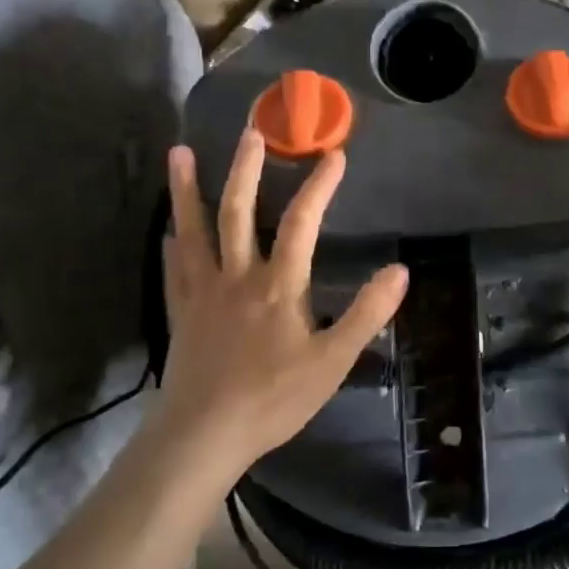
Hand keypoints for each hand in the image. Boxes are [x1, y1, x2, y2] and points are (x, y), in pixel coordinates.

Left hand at [151, 129, 408, 481]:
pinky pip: (174, 269)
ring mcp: (203, 293)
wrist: (202, 436)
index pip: (303, 223)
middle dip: (246, 170)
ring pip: (194, 231)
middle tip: (250, 133)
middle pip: (238, 212)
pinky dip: (172, 244)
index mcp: (278, 285)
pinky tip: (168, 231)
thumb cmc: (273, 398)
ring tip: (178, 153)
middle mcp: (237, 277)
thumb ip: (366, 314)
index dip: (320, 186)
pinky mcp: (182, 314)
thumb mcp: (333, 361)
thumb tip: (400, 271)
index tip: (335, 154)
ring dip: (187, 191)